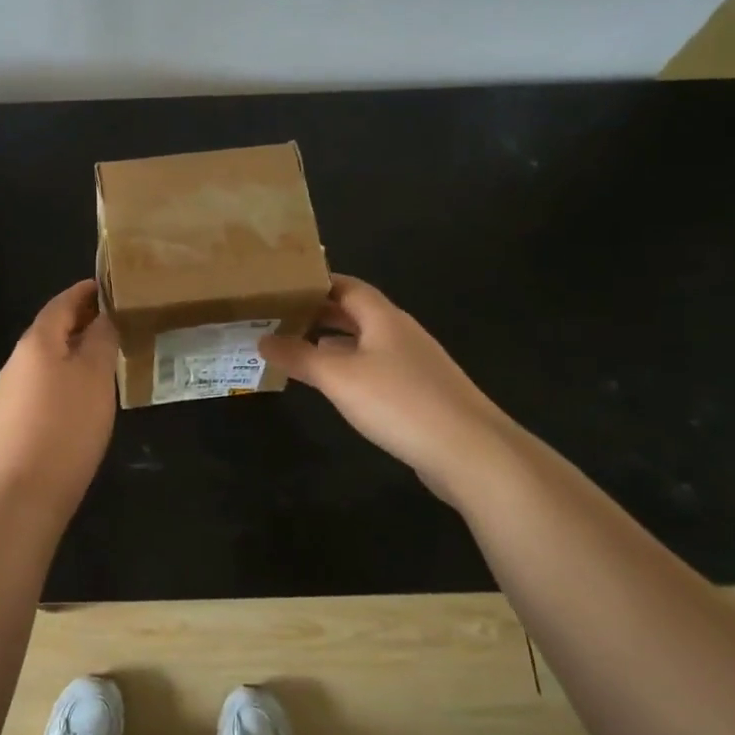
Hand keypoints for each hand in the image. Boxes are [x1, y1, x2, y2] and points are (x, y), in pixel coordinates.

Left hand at [0, 280, 118, 516]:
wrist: (24, 490)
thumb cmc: (67, 424)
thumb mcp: (95, 375)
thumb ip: (101, 339)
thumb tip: (103, 317)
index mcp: (36, 341)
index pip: (62, 303)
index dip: (85, 292)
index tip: (108, 286)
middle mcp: (17, 359)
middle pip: (52, 329)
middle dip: (81, 321)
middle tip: (114, 321)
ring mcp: (11, 390)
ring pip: (47, 358)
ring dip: (73, 350)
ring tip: (104, 356)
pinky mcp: (12, 418)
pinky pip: (42, 383)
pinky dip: (64, 376)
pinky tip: (82, 395)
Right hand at [258, 275, 517, 504]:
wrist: (472, 452)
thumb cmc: (400, 402)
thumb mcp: (339, 378)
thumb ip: (299, 357)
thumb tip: (262, 339)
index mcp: (383, 317)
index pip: (346, 286)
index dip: (315, 283)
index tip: (283, 286)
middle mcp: (400, 333)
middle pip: (356, 312)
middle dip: (320, 313)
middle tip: (280, 317)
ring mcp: (414, 364)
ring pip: (366, 342)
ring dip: (333, 343)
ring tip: (297, 348)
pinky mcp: (421, 394)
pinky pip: (377, 369)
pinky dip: (350, 369)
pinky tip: (334, 386)